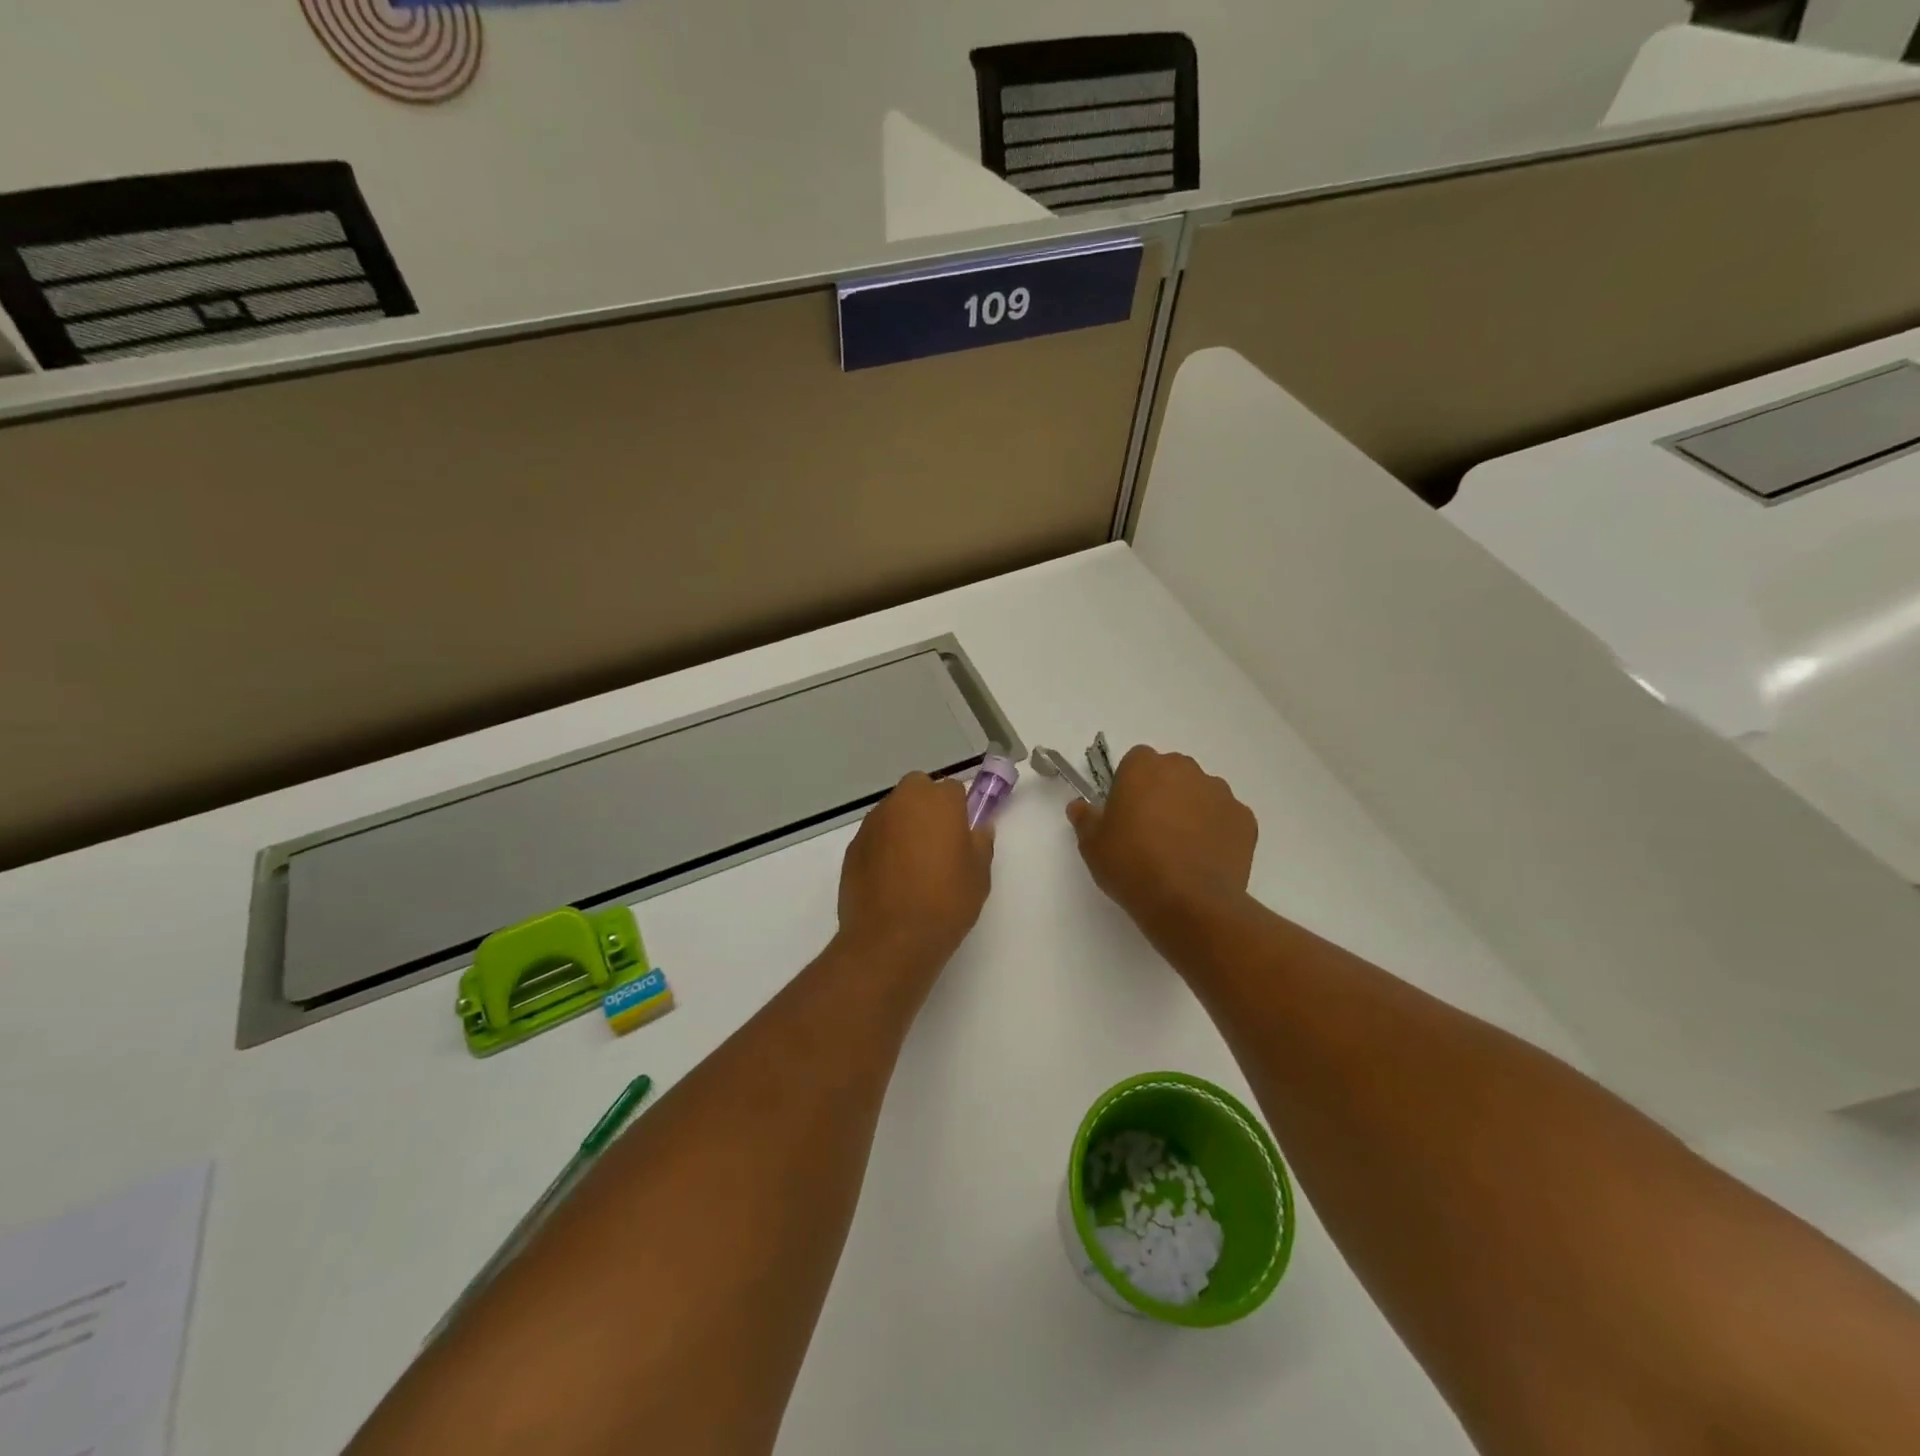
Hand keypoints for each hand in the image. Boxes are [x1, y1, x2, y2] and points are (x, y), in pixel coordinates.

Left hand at [837, 772, 994, 973]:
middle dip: (927, 807)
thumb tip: (978, 827)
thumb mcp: (979, 875)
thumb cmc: (945, 903)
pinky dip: (883, 848)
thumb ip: (981, 842)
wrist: (891, 939)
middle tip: (938, 844)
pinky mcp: (853, 847)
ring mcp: (872, 823)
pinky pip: (875, 837)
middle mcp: (902, 802)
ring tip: (913, 866)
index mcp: (938, 801)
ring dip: (904, 827)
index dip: (960, 809)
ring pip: (894, 812)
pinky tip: (891, 880)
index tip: (963, 835)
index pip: (953, 789)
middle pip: (918, 790)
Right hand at [1069, 747, 1256, 934]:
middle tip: (1150, 831)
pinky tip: (1203, 860)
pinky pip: (1225, 819)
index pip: (1136, 761)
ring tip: (1180, 849)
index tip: (1125, 812)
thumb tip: (1080, 807)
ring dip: (1191, 810)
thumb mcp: (1092, 845)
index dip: (1129, 785)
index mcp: (1145, 767)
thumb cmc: (1132, 865)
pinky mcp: (1245, 820)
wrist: (1189, 903)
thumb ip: (1085, 818)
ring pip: (1200, 794)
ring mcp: (1220, 793)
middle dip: (1162, 793)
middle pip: (1171, 773)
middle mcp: (1186, 769)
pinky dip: (1216, 832)